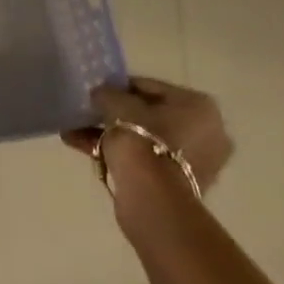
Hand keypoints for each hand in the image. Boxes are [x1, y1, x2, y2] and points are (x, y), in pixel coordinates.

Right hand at [61, 77, 234, 222]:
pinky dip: (119, 154)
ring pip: (145, 139)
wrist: (151, 197)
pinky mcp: (181, 186)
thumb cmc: (140, 138)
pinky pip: (146, 160)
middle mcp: (207, 133)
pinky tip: (83, 147)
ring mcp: (197, 163)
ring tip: (76, 131)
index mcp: (199, 106)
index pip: (150, 87)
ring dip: (112, 134)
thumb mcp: (115, 103)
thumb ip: (107, 93)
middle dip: (116, 114)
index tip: (97, 92)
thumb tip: (101, 95)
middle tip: (89, 112)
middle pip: (150, 115)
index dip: (119, 87)